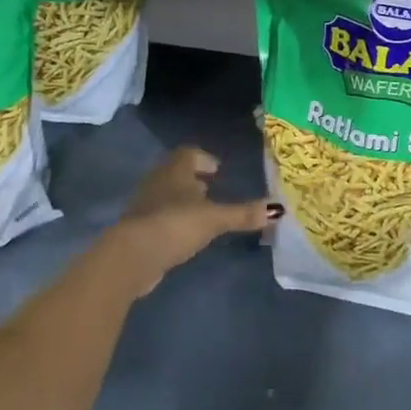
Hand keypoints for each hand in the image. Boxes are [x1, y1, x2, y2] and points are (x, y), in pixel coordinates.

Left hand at [102, 146, 278, 298]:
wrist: (132, 255)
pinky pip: (159, 215)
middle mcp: (157, 180)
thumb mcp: (214, 219)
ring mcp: (144, 204)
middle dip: (194, 179)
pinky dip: (172, 219)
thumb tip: (278, 209)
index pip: (188, 153)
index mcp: (175, 169)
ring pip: (166, 194)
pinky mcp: (137, 228)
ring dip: (182, 200)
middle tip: (212, 189)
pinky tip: (184, 234)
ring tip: (201, 212)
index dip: (203, 158)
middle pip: (176, 172)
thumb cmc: (175, 224)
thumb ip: (243, 214)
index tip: (217, 169)